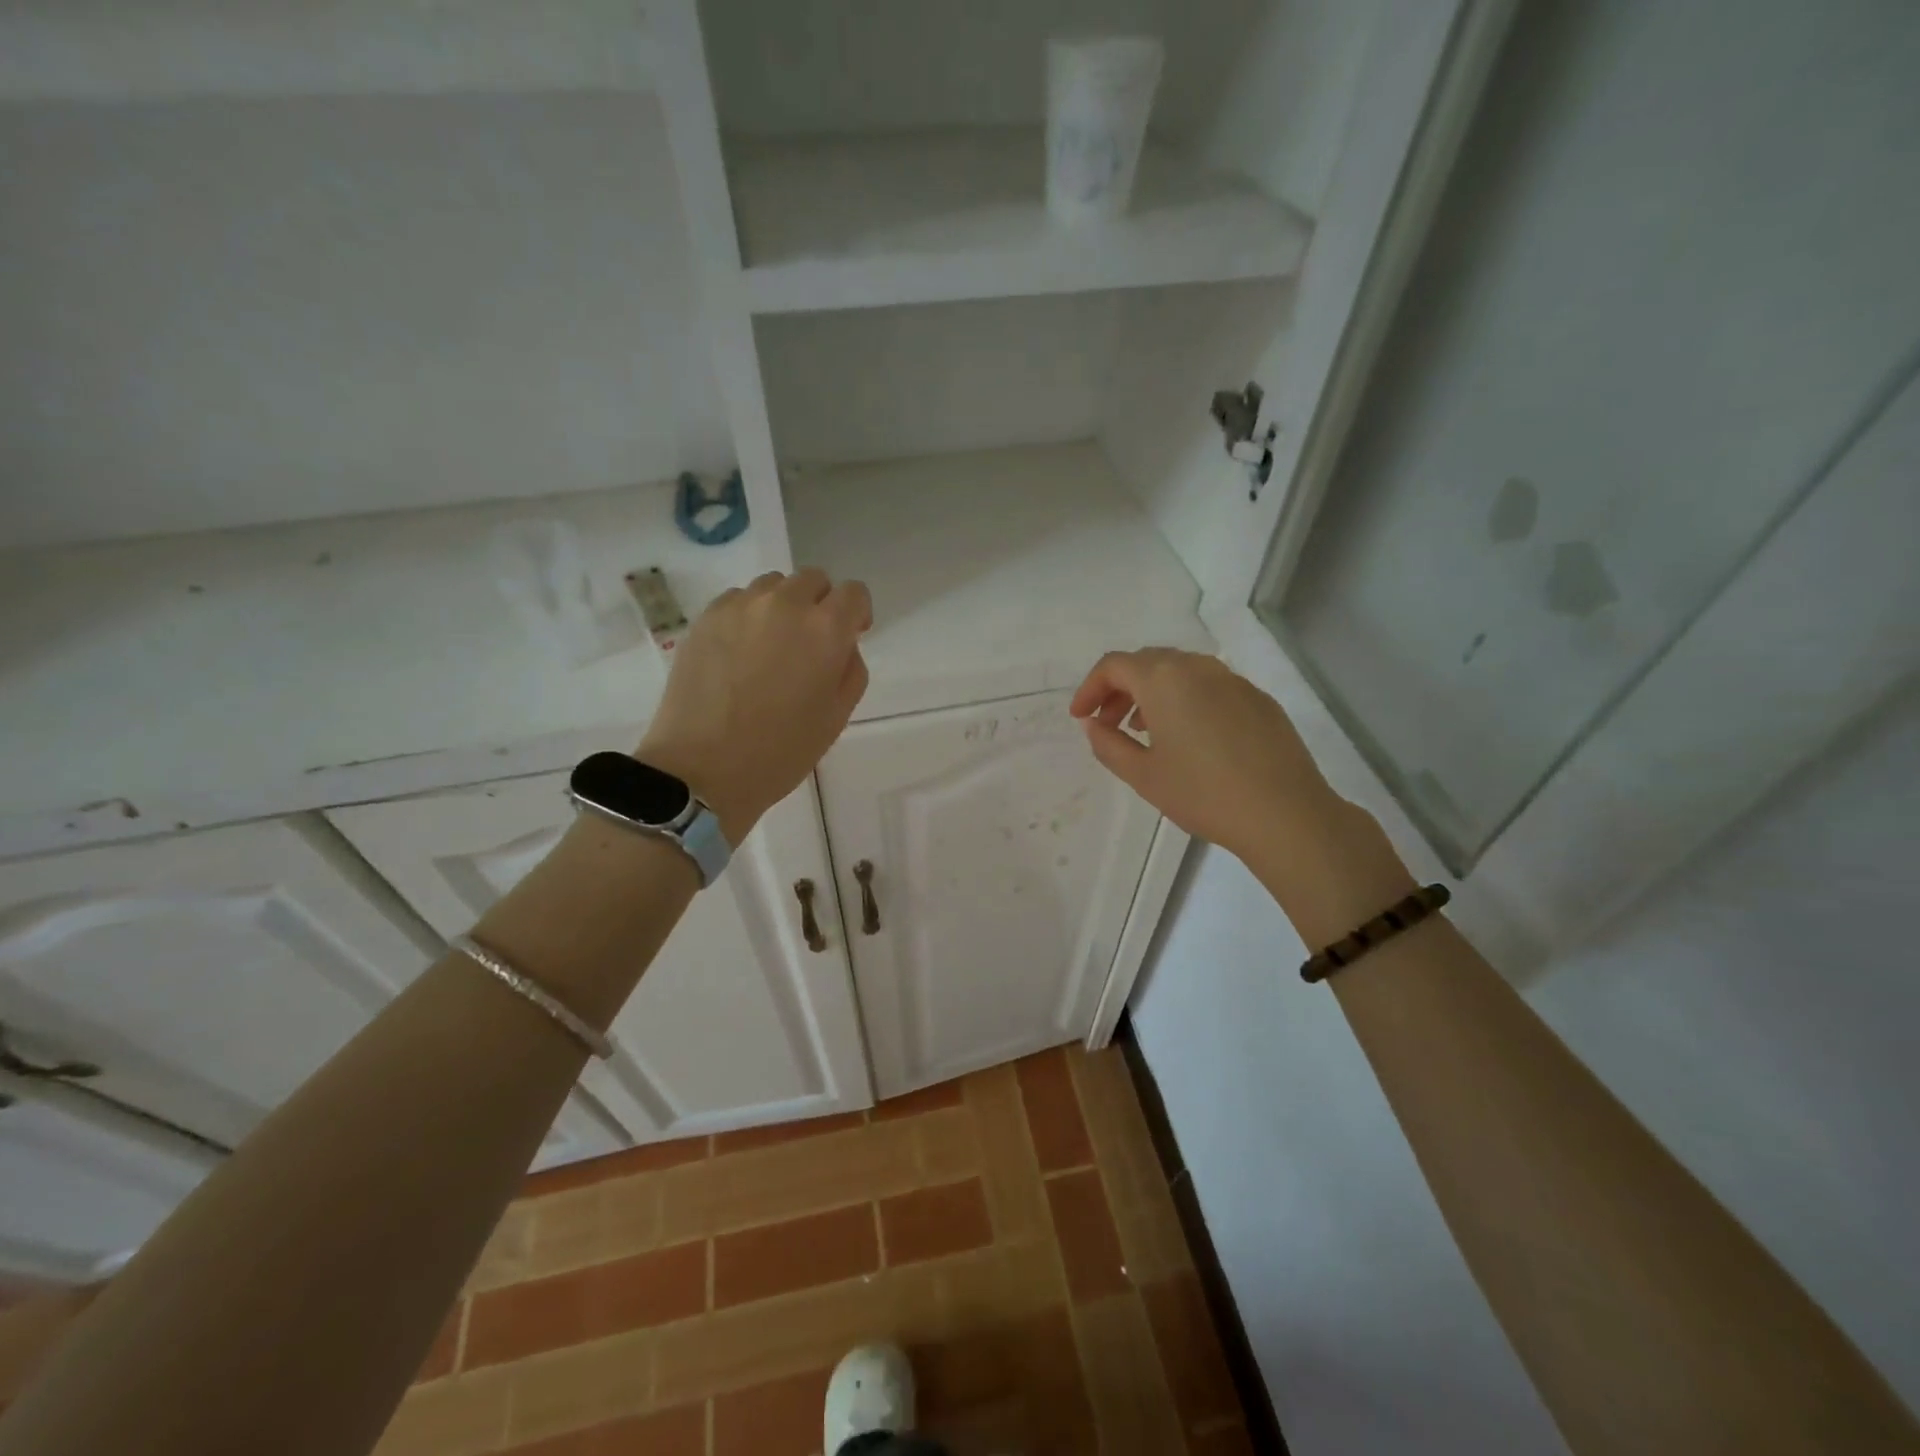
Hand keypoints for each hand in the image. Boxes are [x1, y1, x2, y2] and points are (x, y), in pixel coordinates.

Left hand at [638, 568, 870, 842]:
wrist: (703, 768)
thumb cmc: (780, 751)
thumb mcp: (836, 717)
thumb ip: (850, 669)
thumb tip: (841, 645)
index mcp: (825, 629)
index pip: (853, 593)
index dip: (856, 613)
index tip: (850, 636)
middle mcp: (784, 604)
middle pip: (813, 580)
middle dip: (820, 604)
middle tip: (810, 643)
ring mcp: (739, 606)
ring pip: (773, 585)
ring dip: (782, 606)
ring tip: (771, 646)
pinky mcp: (705, 617)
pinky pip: (737, 600)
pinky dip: (747, 616)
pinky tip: (739, 653)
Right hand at [1069, 648, 1349, 865]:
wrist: (1284, 813)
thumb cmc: (1202, 793)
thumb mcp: (1142, 775)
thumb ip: (1108, 745)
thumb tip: (1094, 726)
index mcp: (1163, 679)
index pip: (1113, 665)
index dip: (1089, 689)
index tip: (1081, 718)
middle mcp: (1198, 667)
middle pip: (1147, 662)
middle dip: (1119, 689)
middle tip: (1108, 723)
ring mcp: (1233, 680)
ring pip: (1180, 672)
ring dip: (1153, 693)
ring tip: (1145, 731)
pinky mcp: (1258, 699)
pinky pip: (1210, 687)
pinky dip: (1186, 700)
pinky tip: (1190, 738)